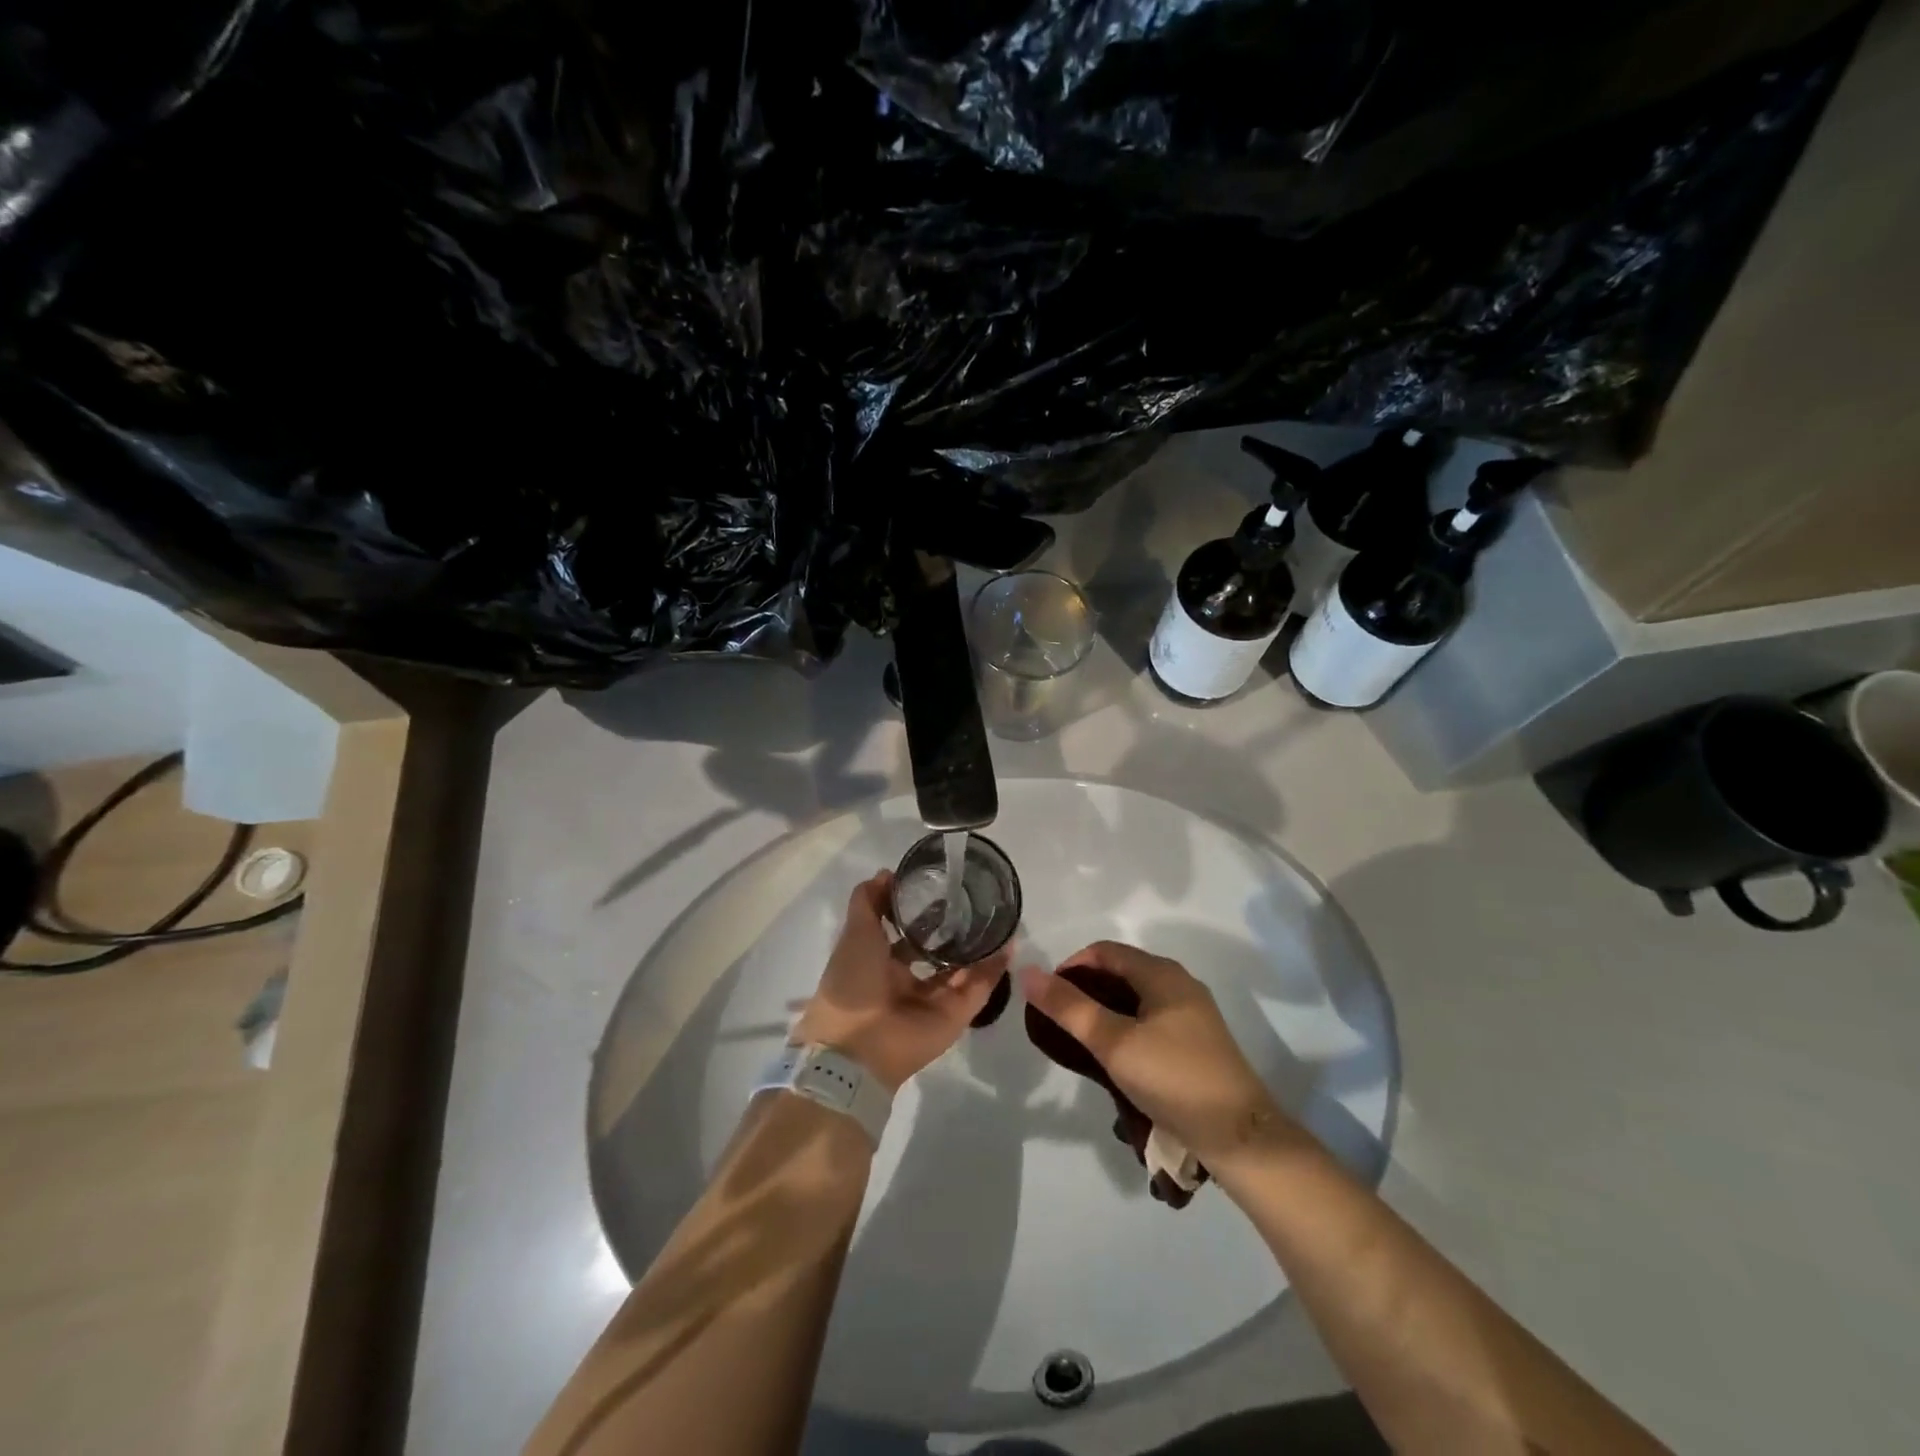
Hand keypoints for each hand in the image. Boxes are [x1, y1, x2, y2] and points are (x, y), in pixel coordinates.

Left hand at [793, 871, 1005, 1092]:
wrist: (858, 1047)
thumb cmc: (852, 983)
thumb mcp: (854, 933)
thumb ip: (868, 901)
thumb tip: (887, 873)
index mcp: (880, 963)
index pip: (905, 934)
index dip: (919, 912)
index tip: (938, 886)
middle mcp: (908, 981)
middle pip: (937, 951)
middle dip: (954, 928)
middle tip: (975, 899)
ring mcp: (934, 999)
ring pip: (962, 968)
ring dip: (979, 946)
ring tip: (998, 916)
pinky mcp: (956, 1015)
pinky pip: (978, 988)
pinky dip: (993, 968)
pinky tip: (1008, 943)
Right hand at [1020, 942, 1289, 1166]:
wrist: (1240, 1136)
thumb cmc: (1173, 1079)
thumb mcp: (1113, 1043)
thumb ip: (1069, 1008)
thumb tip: (1030, 973)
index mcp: (1162, 973)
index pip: (1104, 951)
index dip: (1071, 967)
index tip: (1048, 999)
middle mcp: (1179, 983)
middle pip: (1120, 972)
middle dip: (1085, 991)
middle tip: (1059, 1024)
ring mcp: (1192, 1013)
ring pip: (1135, 999)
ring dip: (1104, 1013)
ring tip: (1082, 1044)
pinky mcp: (1197, 1041)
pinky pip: (1150, 1021)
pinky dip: (1125, 1029)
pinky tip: (1116, 1059)